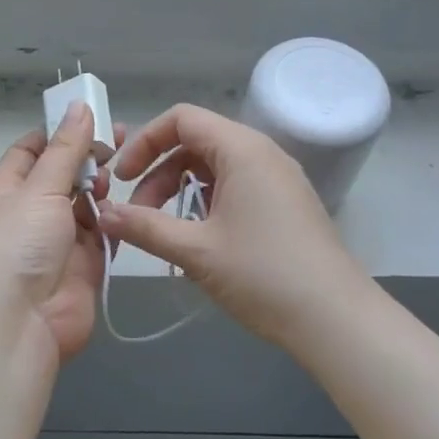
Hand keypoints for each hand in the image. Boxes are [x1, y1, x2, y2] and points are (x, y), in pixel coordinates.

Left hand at [0, 103, 120, 364]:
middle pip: (63, 175)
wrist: (19, 324)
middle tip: (123, 141)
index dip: (59, 132)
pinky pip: (103, 235)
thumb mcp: (40, 188)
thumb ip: (66, 149)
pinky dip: (115, 222)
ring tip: (120, 176)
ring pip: (86, 204)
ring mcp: (59, 240)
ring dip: (102, 189)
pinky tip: (131, 206)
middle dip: (89, 158)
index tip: (92, 117)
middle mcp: (32, 212)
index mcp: (9, 189)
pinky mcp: (84, 266)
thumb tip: (79, 105)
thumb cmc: (18, 244)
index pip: (32, 150)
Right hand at [96, 103, 369, 347]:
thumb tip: (102, 214)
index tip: (122, 178)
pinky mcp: (285, 203)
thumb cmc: (263, 275)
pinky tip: (196, 238)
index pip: (181, 119)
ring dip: (180, 190)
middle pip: (196, 141)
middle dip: (158, 172)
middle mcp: (262, 153)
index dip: (144, 142)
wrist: (336, 319)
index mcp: (242, 149)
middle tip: (137, 213)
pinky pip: (235, 185)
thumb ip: (144, 227)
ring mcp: (278, 178)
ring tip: (162, 230)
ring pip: (214, 166)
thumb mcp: (195, 251)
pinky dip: (206, 202)